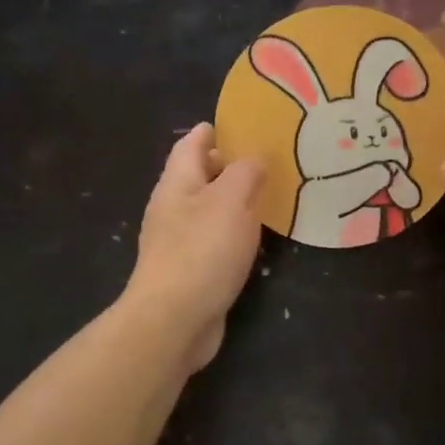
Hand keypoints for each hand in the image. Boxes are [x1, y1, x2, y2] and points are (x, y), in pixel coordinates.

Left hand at [126, 123, 263, 370]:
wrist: (174, 320)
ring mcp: (179, 241)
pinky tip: (257, 239)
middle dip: (231, 165)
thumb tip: (255, 156)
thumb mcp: (231, 200)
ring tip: (271, 195)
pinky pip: (215, 239)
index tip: (247, 124)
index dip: (216, 131)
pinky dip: (235, 231)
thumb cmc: (202, 252)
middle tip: (270, 160)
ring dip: (236, 201)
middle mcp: (173, 207)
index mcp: (177, 182)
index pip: (193, 143)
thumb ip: (246, 172)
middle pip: (201, 175)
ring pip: (210, 209)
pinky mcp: (191, 270)